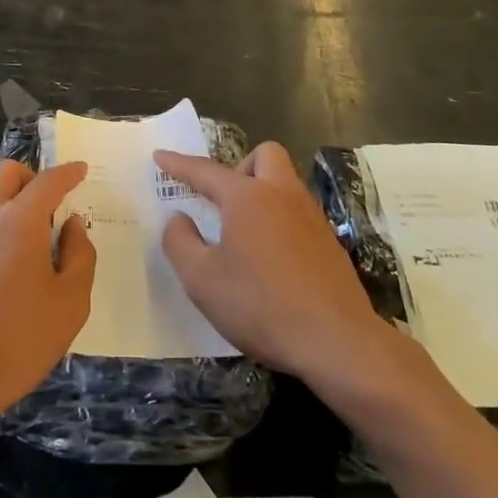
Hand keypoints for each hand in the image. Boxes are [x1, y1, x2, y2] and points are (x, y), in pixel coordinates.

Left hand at [0, 160, 95, 437]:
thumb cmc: (18, 344)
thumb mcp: (70, 305)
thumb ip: (79, 255)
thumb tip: (72, 224)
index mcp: (21, 221)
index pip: (49, 181)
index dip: (68, 172)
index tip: (79, 170)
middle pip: (7, 171)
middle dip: (30, 178)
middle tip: (43, 205)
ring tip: (4, 216)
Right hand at [154, 142, 387, 381]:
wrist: (337, 342)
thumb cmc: (260, 306)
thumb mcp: (201, 280)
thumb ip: (180, 242)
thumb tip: (178, 218)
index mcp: (247, 197)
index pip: (205, 170)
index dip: (179, 164)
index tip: (160, 156)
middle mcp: (282, 195)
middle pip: (264, 155)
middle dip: (239, 166)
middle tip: (223, 200)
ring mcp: (312, 217)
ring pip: (286, 182)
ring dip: (262, 192)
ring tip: (243, 231)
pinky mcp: (330, 243)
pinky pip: (298, 212)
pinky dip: (279, 219)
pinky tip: (270, 256)